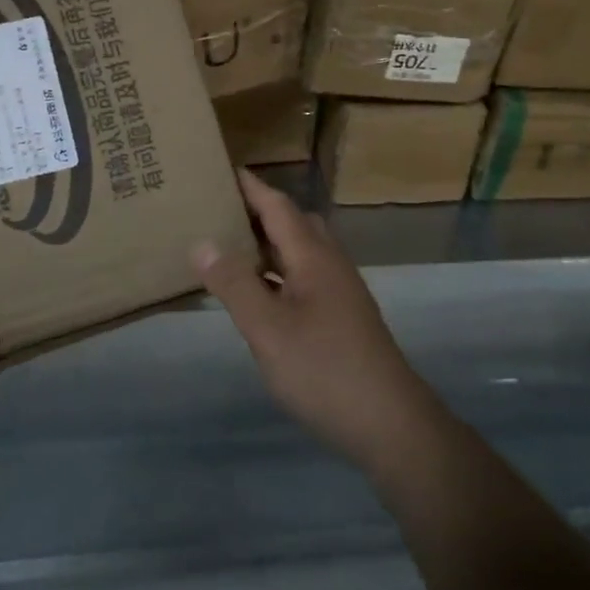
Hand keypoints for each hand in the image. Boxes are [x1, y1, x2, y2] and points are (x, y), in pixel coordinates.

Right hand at [194, 170, 438, 471]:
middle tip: (217, 211)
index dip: (250, 187)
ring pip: (300, 253)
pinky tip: (257, 295)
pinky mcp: (342, 316)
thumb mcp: (267, 328)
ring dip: (268, 245)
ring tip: (228, 248)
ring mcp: (340, 291)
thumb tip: (203, 241)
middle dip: (258, 211)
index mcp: (313, 256)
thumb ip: (234, 283)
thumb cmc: (323, 368)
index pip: (277, 206)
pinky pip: (303, 278)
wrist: (387, 420)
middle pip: (293, 223)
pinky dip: (277, 274)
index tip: (220, 168)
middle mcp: (330, 264)